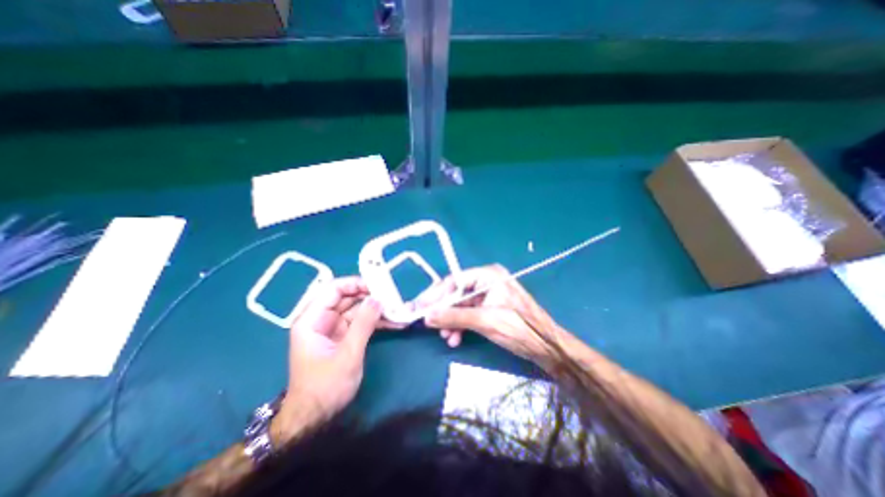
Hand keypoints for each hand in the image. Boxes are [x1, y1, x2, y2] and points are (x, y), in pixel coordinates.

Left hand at [274, 277, 384, 444]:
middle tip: (393, 296)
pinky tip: (394, 322)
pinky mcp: (344, 337)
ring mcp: (334, 328)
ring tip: (398, 308)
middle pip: (347, 297)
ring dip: (377, 309)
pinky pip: (361, 322)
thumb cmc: (326, 387)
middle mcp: (322, 320)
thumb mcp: (347, 354)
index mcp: (312, 320)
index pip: (333, 290)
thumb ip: (363, 324)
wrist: (316, 419)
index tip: (377, 285)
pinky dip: (377, 321)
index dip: (354, 283)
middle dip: (370, 296)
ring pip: (357, 309)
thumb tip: (378, 299)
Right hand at [420, 265, 558, 363]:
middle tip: (427, 323)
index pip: (455, 281)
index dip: (435, 294)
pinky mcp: (489, 308)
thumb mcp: (484, 321)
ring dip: (451, 321)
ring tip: (445, 337)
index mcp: (488, 275)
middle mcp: (487, 281)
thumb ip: (454, 317)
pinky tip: (455, 338)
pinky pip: (469, 314)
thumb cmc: (519, 328)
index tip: (419, 306)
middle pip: (456, 293)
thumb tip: (427, 316)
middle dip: (443, 310)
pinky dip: (460, 325)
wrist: (546, 347)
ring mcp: (488, 295)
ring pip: (461, 305)